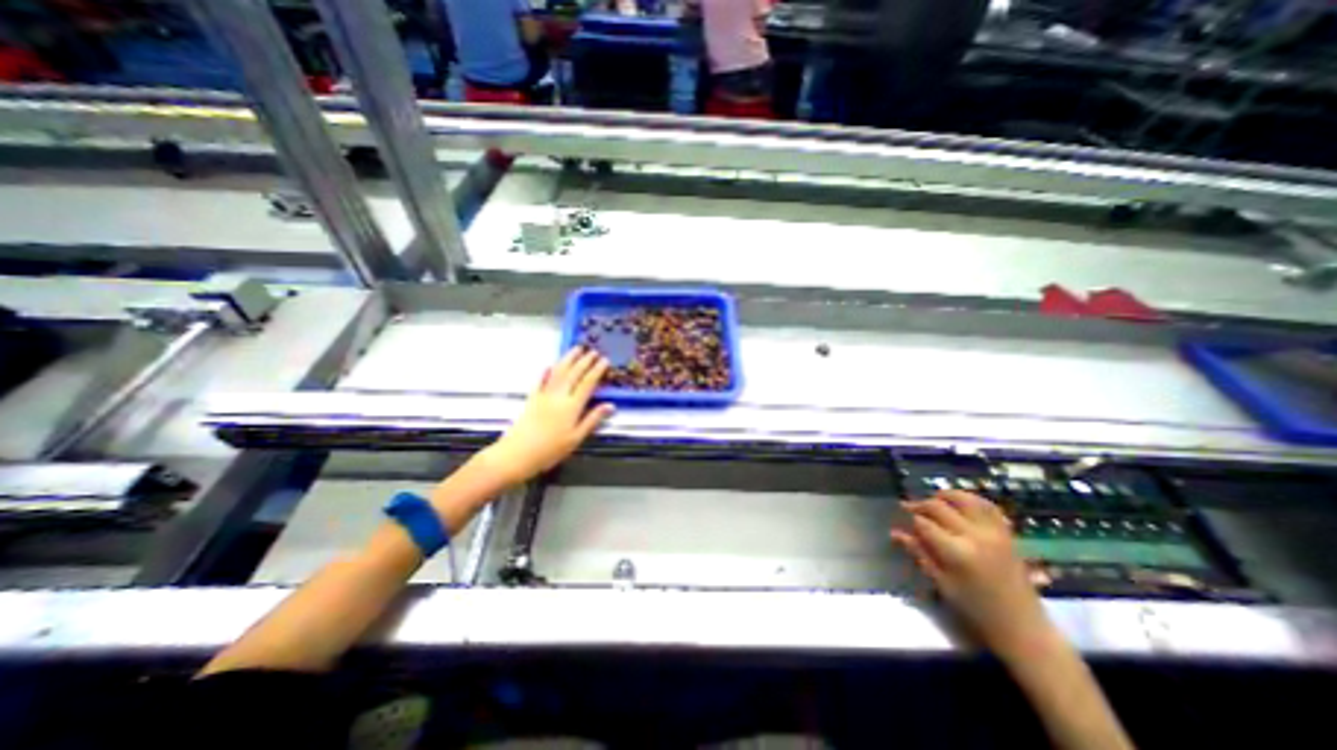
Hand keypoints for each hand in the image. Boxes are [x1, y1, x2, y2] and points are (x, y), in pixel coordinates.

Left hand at [485, 346, 612, 486]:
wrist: (517, 454)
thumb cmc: (550, 450)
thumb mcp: (576, 438)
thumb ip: (593, 420)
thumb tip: (610, 405)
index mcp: (572, 406)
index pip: (588, 383)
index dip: (597, 370)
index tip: (605, 360)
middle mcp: (558, 396)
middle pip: (573, 373)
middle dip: (585, 361)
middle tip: (593, 351)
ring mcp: (543, 395)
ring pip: (558, 372)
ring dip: (568, 359)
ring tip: (576, 349)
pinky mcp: (532, 398)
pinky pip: (540, 381)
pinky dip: (545, 372)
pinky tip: (549, 365)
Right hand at [897, 494, 1054, 654]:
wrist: (1024, 629)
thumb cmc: (977, 610)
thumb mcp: (942, 584)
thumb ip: (919, 553)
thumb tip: (896, 533)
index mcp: (957, 552)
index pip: (924, 523)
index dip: (909, 519)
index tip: (900, 519)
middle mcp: (975, 536)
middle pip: (939, 507)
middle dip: (920, 505)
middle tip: (909, 508)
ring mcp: (994, 533)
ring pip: (965, 499)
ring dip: (945, 495)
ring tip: (933, 500)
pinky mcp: (1007, 534)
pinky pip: (988, 507)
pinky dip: (972, 500)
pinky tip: (961, 504)